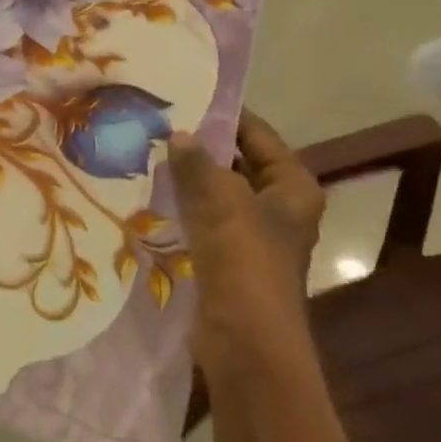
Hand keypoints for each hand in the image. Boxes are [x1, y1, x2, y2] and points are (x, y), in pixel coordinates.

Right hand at [170, 110, 325, 377]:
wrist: (246, 343)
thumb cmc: (245, 264)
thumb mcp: (221, 203)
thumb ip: (198, 164)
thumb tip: (179, 134)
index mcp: (293, 187)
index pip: (259, 136)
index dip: (226, 116)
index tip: (188, 98)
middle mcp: (278, 207)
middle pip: (238, 164)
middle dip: (202, 148)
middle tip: (158, 124)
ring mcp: (253, 236)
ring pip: (218, 194)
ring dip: (189, 179)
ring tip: (147, 152)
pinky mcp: (228, 259)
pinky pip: (204, 221)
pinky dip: (183, 208)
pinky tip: (150, 195)